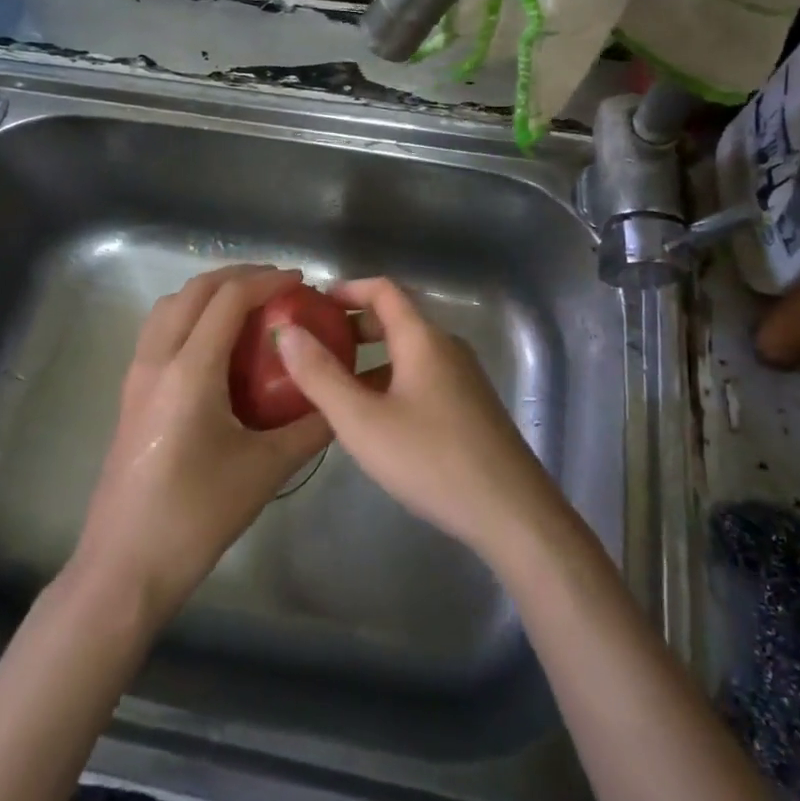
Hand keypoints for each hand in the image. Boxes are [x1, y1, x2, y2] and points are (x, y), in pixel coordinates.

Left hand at [72, 266, 333, 617]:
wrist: (123, 568)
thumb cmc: (196, 517)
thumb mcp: (265, 471)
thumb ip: (310, 428)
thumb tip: (342, 399)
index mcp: (190, 371)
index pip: (229, 299)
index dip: (268, 280)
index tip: (301, 281)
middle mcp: (157, 359)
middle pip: (196, 290)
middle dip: (240, 276)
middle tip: (279, 285)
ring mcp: (137, 374)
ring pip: (171, 305)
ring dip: (210, 291)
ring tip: (249, 305)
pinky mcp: (130, 392)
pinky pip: (160, 329)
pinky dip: (191, 314)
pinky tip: (217, 343)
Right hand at [275, 277, 567, 565]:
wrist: (511, 511)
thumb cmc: (431, 458)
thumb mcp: (362, 420)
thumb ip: (320, 375)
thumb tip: (288, 331)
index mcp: (422, 338)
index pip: (383, 289)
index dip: (347, 289)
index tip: (313, 303)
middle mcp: (446, 347)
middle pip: (396, 319)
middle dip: (354, 326)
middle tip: (316, 345)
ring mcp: (464, 377)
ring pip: (409, 351)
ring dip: (372, 358)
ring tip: (336, 384)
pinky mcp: (471, 406)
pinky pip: (423, 376)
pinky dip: (392, 379)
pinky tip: (376, 418)